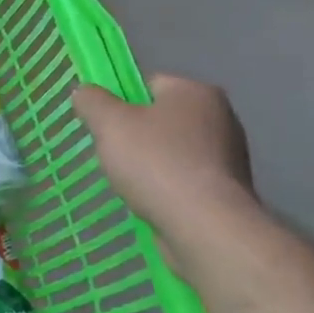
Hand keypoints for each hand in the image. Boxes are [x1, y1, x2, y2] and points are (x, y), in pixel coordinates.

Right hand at [73, 75, 253, 236]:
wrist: (206, 228)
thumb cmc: (156, 163)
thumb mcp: (109, 123)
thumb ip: (92, 101)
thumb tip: (84, 92)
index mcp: (197, 92)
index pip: (149, 84)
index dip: (122, 103)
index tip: (106, 126)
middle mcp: (221, 118)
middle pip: (161, 119)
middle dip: (136, 136)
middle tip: (113, 155)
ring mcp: (229, 157)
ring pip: (172, 151)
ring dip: (151, 165)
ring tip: (130, 184)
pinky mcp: (228, 192)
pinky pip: (185, 180)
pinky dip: (167, 188)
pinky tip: (152, 202)